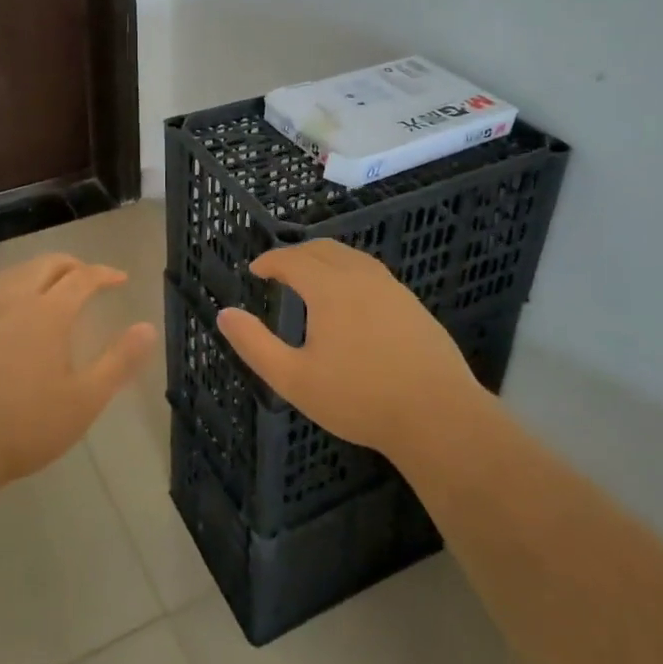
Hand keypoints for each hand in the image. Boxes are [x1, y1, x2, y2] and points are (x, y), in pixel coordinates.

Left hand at [0, 254, 154, 491]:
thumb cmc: (25, 426)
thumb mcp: (84, 400)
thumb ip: (119, 361)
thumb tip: (147, 327)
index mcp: (49, 314)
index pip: (82, 278)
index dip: (104, 274)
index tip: (120, 279)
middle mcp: (14, 303)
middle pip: (44, 266)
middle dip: (70, 264)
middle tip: (86, 276)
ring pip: (10, 276)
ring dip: (34, 271)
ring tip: (46, 282)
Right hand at [216, 240, 481, 463]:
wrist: (438, 415)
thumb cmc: (359, 398)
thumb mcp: (294, 379)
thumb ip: (255, 345)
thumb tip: (225, 314)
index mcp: (329, 287)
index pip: (292, 259)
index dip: (269, 261)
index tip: (255, 270)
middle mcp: (360, 276)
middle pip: (322, 248)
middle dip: (295, 254)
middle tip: (279, 271)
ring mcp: (391, 288)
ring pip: (351, 257)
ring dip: (324, 259)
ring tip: (311, 279)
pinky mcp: (412, 305)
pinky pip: (371, 273)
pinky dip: (349, 272)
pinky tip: (351, 300)